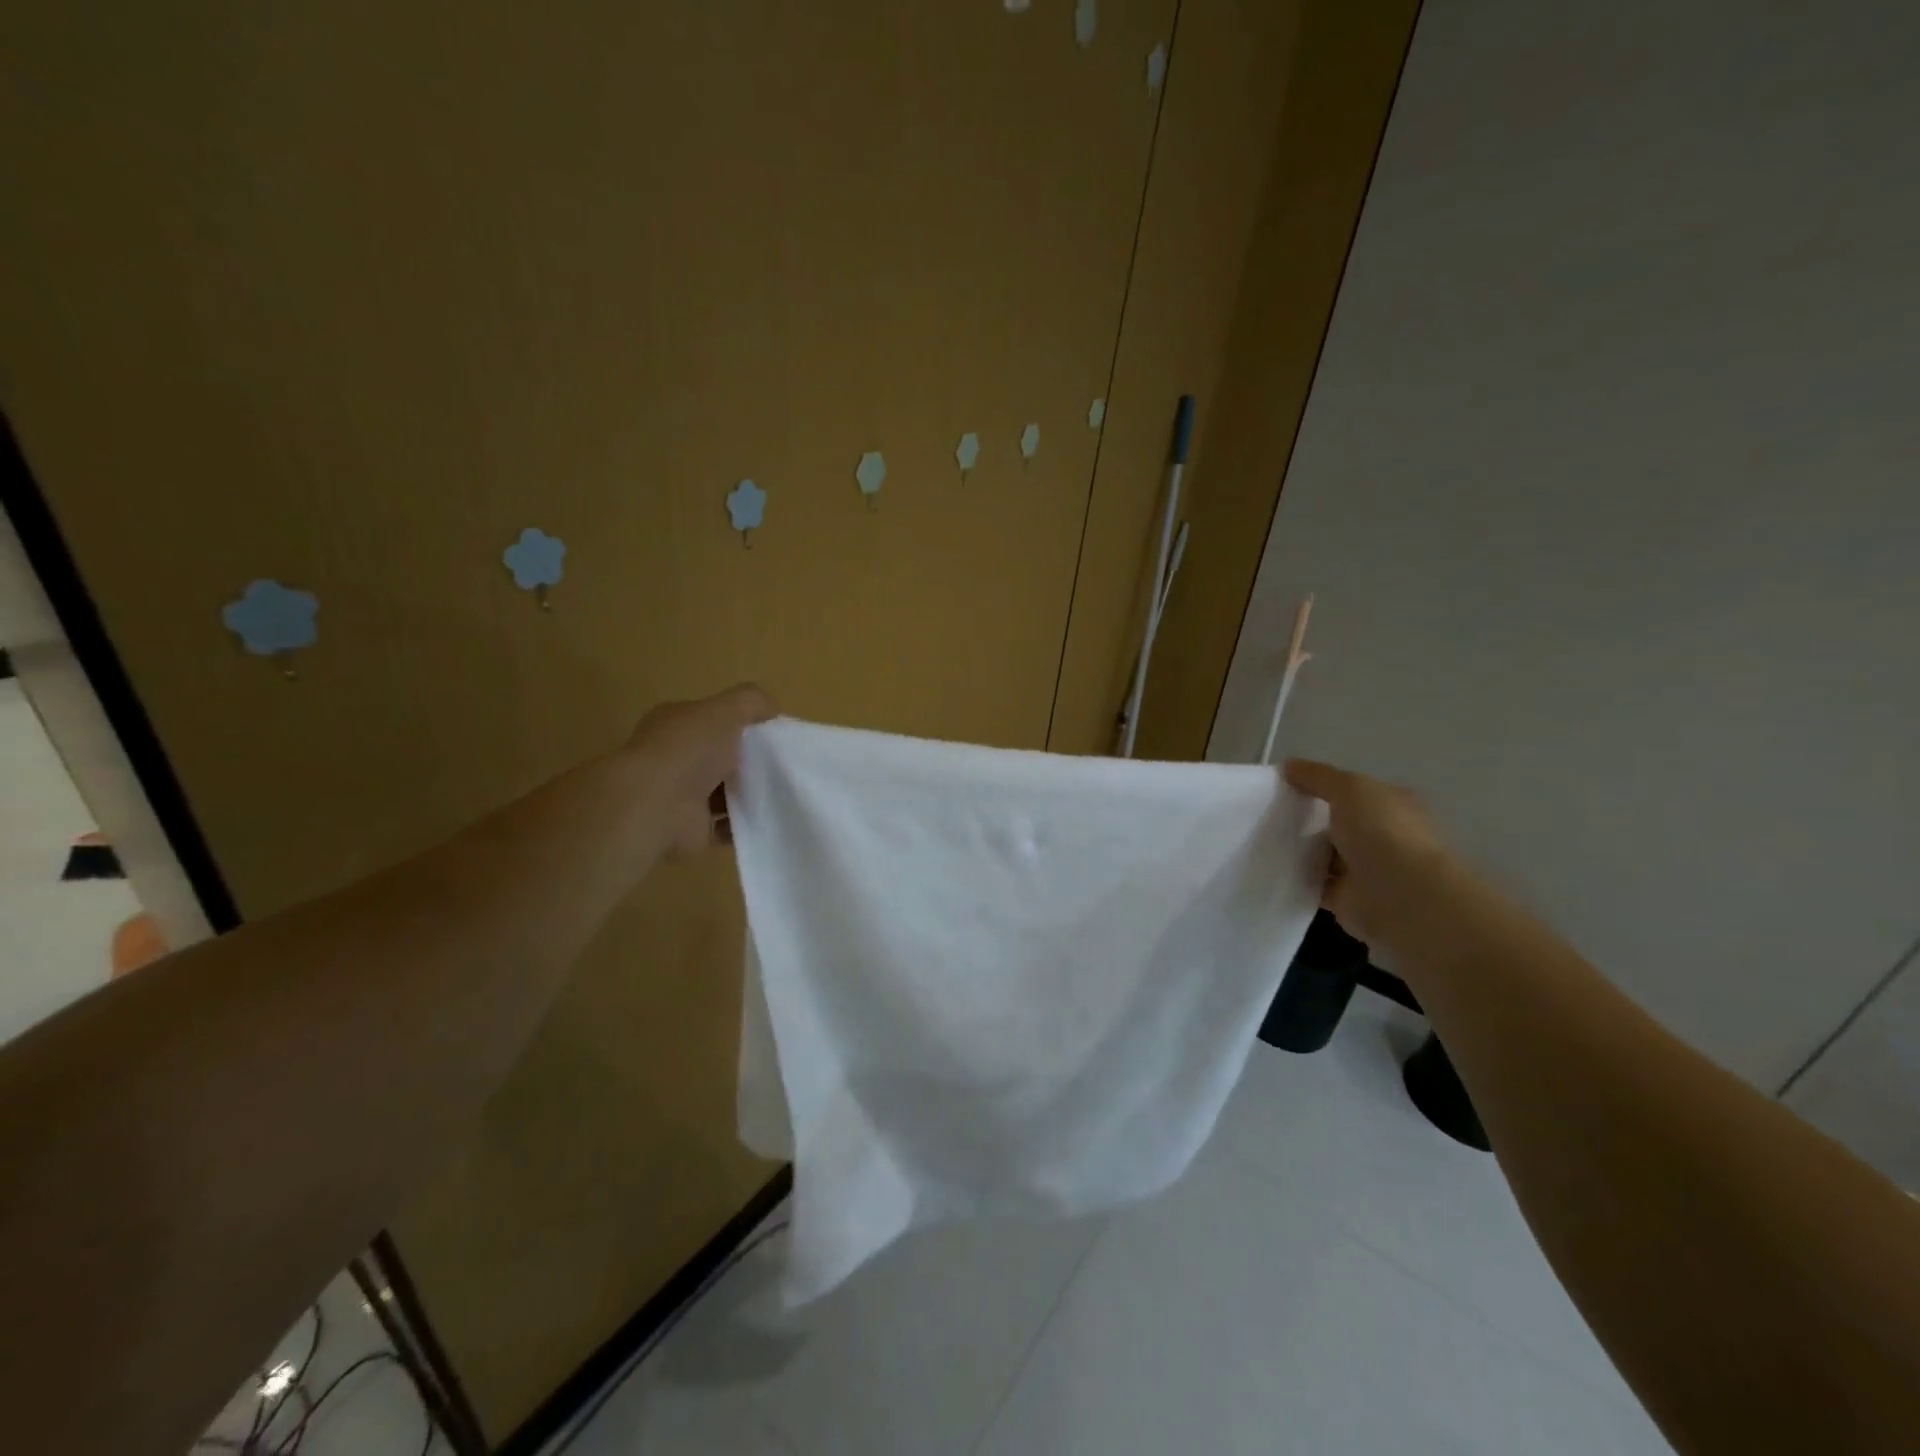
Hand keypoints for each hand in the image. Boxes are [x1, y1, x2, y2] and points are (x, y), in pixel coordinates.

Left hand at [625, 684, 775, 856]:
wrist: (656, 806)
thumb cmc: (689, 750)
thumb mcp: (726, 709)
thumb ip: (751, 702)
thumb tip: (772, 711)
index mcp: (676, 724)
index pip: (712, 719)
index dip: (742, 723)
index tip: (774, 734)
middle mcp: (674, 757)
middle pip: (720, 756)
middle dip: (749, 760)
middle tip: (783, 765)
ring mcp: (679, 795)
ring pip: (724, 792)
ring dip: (749, 794)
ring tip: (780, 793)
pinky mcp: (691, 828)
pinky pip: (725, 826)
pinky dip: (744, 824)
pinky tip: (767, 818)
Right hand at [1284, 758, 1459, 950]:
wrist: (1402, 897)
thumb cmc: (1382, 832)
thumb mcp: (1349, 788)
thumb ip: (1317, 776)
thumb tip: (1288, 765)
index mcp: (1391, 805)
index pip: (1351, 792)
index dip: (1319, 786)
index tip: (1284, 786)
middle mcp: (1382, 836)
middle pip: (1335, 823)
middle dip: (1305, 819)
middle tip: (1267, 813)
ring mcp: (1365, 869)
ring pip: (1323, 854)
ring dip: (1299, 850)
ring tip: (1261, 839)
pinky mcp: (1348, 898)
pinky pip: (1315, 883)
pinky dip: (1296, 878)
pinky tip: (1272, 868)